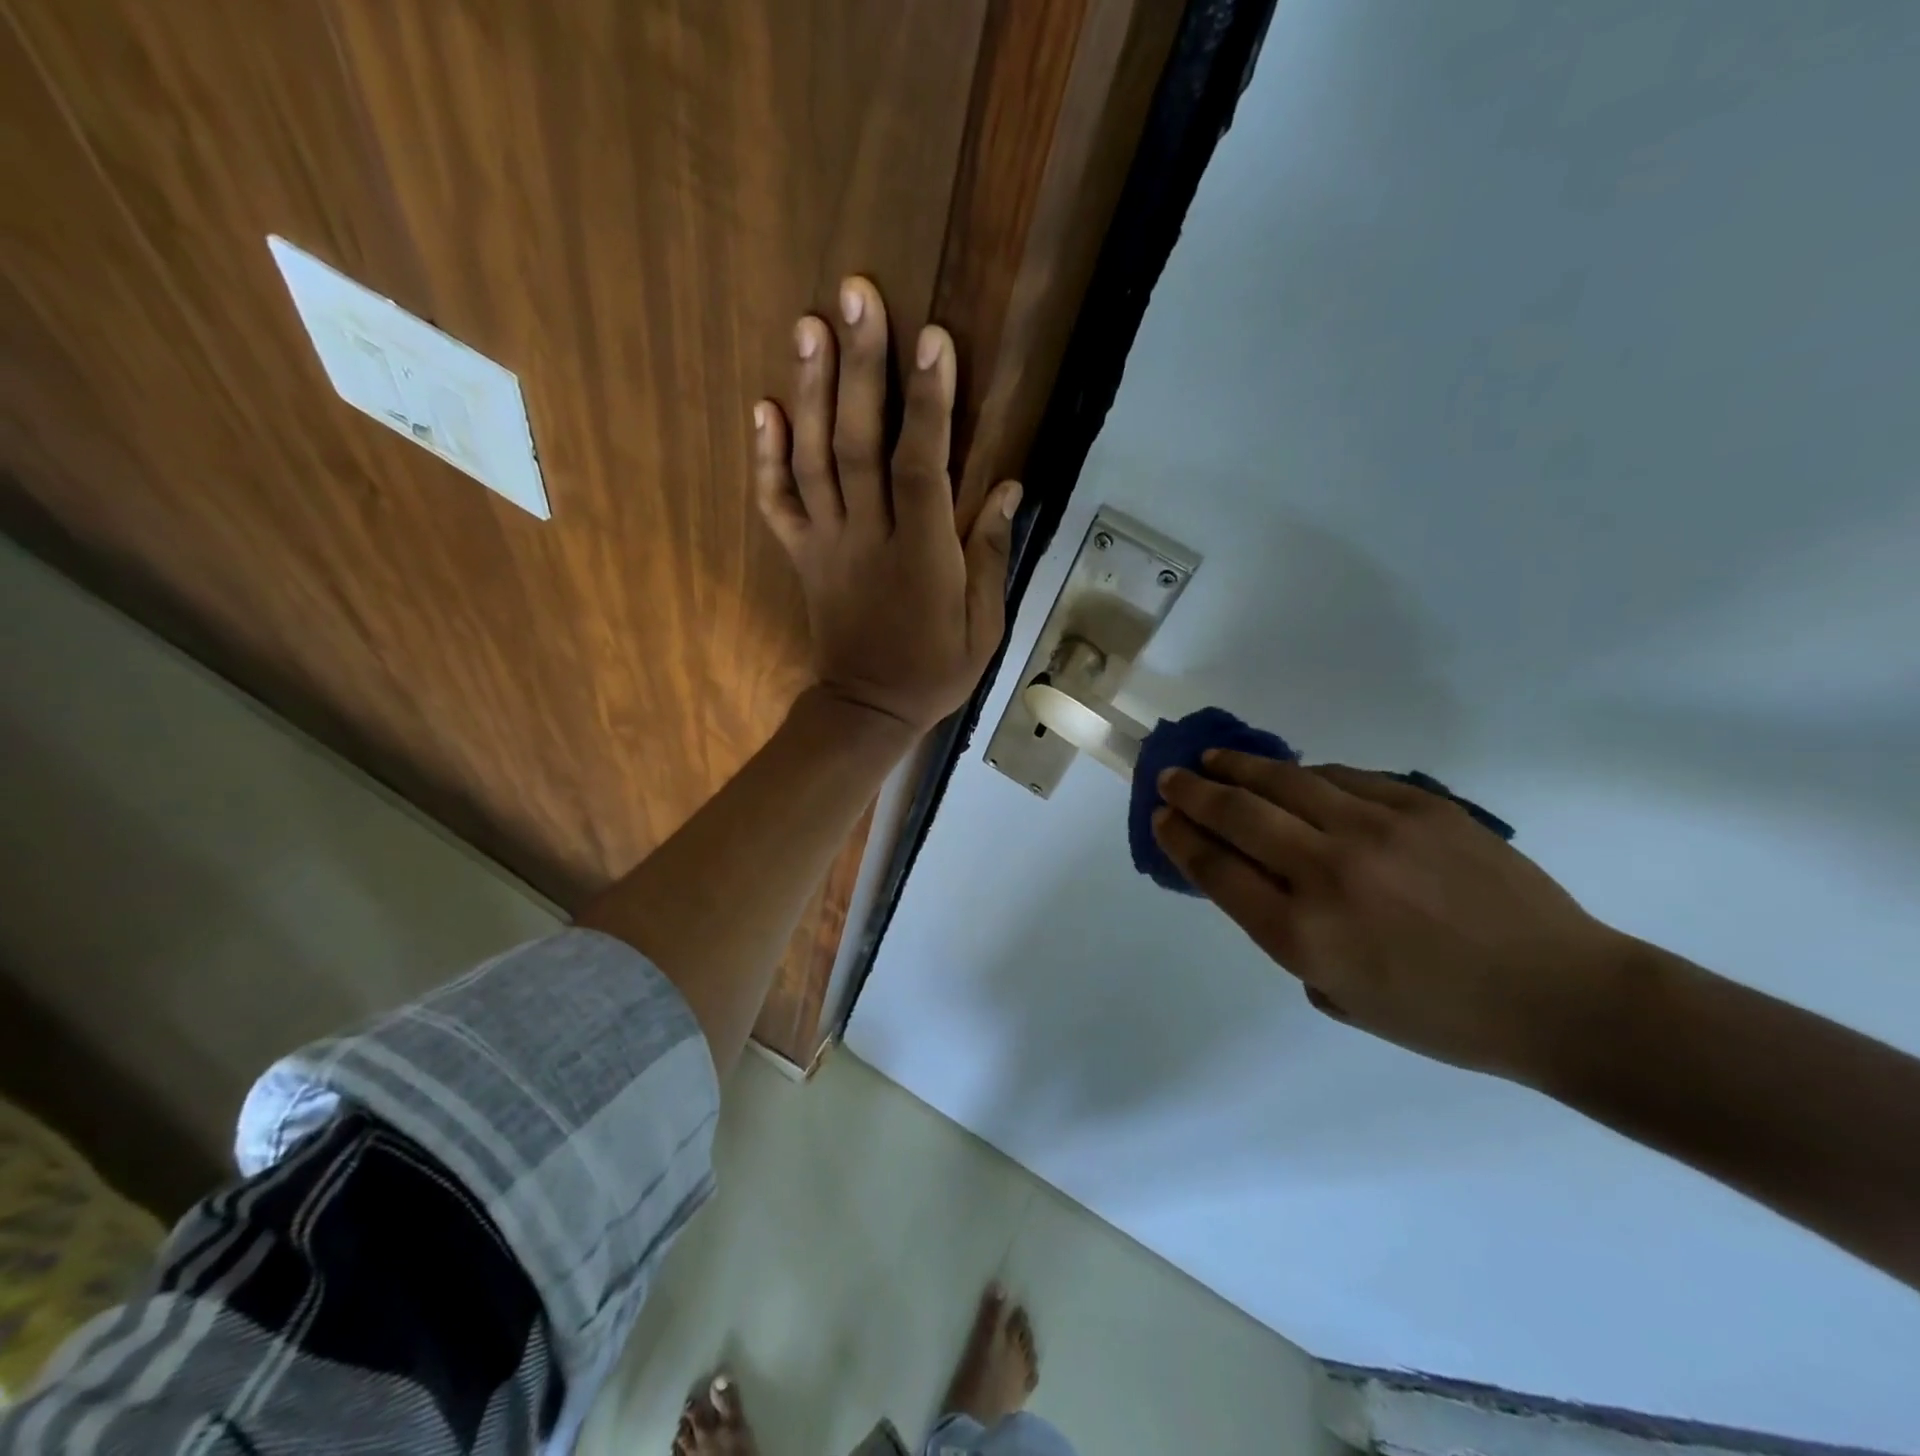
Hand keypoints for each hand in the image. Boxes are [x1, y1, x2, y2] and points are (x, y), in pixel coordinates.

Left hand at [753, 276, 1021, 732]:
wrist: (867, 710)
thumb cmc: (935, 669)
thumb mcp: (983, 625)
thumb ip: (989, 554)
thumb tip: (1009, 486)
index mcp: (921, 557)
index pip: (922, 468)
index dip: (928, 404)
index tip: (932, 338)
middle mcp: (868, 540)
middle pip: (859, 446)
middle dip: (860, 369)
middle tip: (856, 294)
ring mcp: (827, 546)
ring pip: (813, 461)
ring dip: (810, 391)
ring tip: (809, 325)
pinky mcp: (802, 557)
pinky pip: (777, 504)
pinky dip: (765, 456)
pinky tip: (764, 405)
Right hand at [1153, 754, 1627, 1082]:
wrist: (1561, 995)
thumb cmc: (1443, 1017)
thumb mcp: (1340, 996)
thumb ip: (1288, 937)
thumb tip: (1262, 880)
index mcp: (1304, 935)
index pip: (1216, 869)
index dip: (1180, 838)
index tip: (1162, 819)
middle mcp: (1328, 874)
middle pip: (1237, 815)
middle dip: (1192, 793)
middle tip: (1171, 779)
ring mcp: (1376, 831)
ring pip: (1284, 781)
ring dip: (1238, 768)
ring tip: (1214, 760)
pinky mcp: (1420, 805)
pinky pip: (1342, 777)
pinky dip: (1304, 775)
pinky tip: (1291, 776)